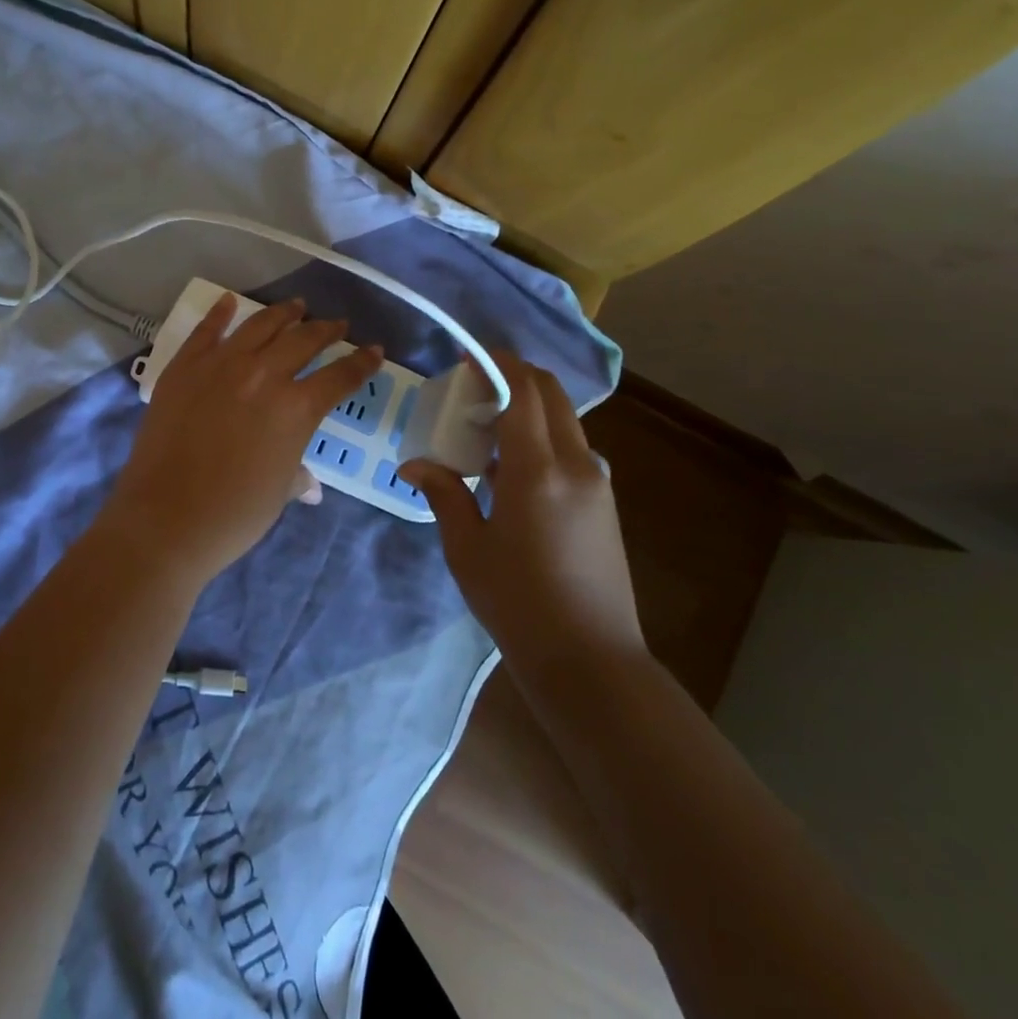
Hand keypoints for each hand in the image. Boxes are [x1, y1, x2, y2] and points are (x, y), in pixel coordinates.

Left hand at [100, 294, 382, 584]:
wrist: (165, 517)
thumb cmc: (233, 515)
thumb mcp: (278, 494)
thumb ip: (296, 475)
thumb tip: (309, 485)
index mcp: (297, 408)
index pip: (340, 377)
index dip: (362, 363)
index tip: (373, 350)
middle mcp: (264, 375)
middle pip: (304, 340)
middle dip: (326, 330)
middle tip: (336, 324)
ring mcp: (221, 365)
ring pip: (260, 325)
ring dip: (283, 313)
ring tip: (296, 306)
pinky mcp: (185, 366)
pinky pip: (206, 330)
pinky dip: (220, 312)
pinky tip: (229, 301)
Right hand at [401, 353, 642, 659]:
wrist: (590, 661)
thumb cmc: (517, 603)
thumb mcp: (467, 547)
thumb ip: (443, 493)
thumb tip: (413, 464)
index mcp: (537, 470)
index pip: (523, 391)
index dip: (496, 364)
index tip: (466, 357)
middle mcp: (576, 464)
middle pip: (550, 394)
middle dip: (514, 376)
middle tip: (474, 388)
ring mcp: (597, 482)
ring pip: (563, 420)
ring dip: (528, 407)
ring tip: (485, 429)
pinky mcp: (603, 501)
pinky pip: (571, 448)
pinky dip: (541, 436)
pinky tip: (509, 468)